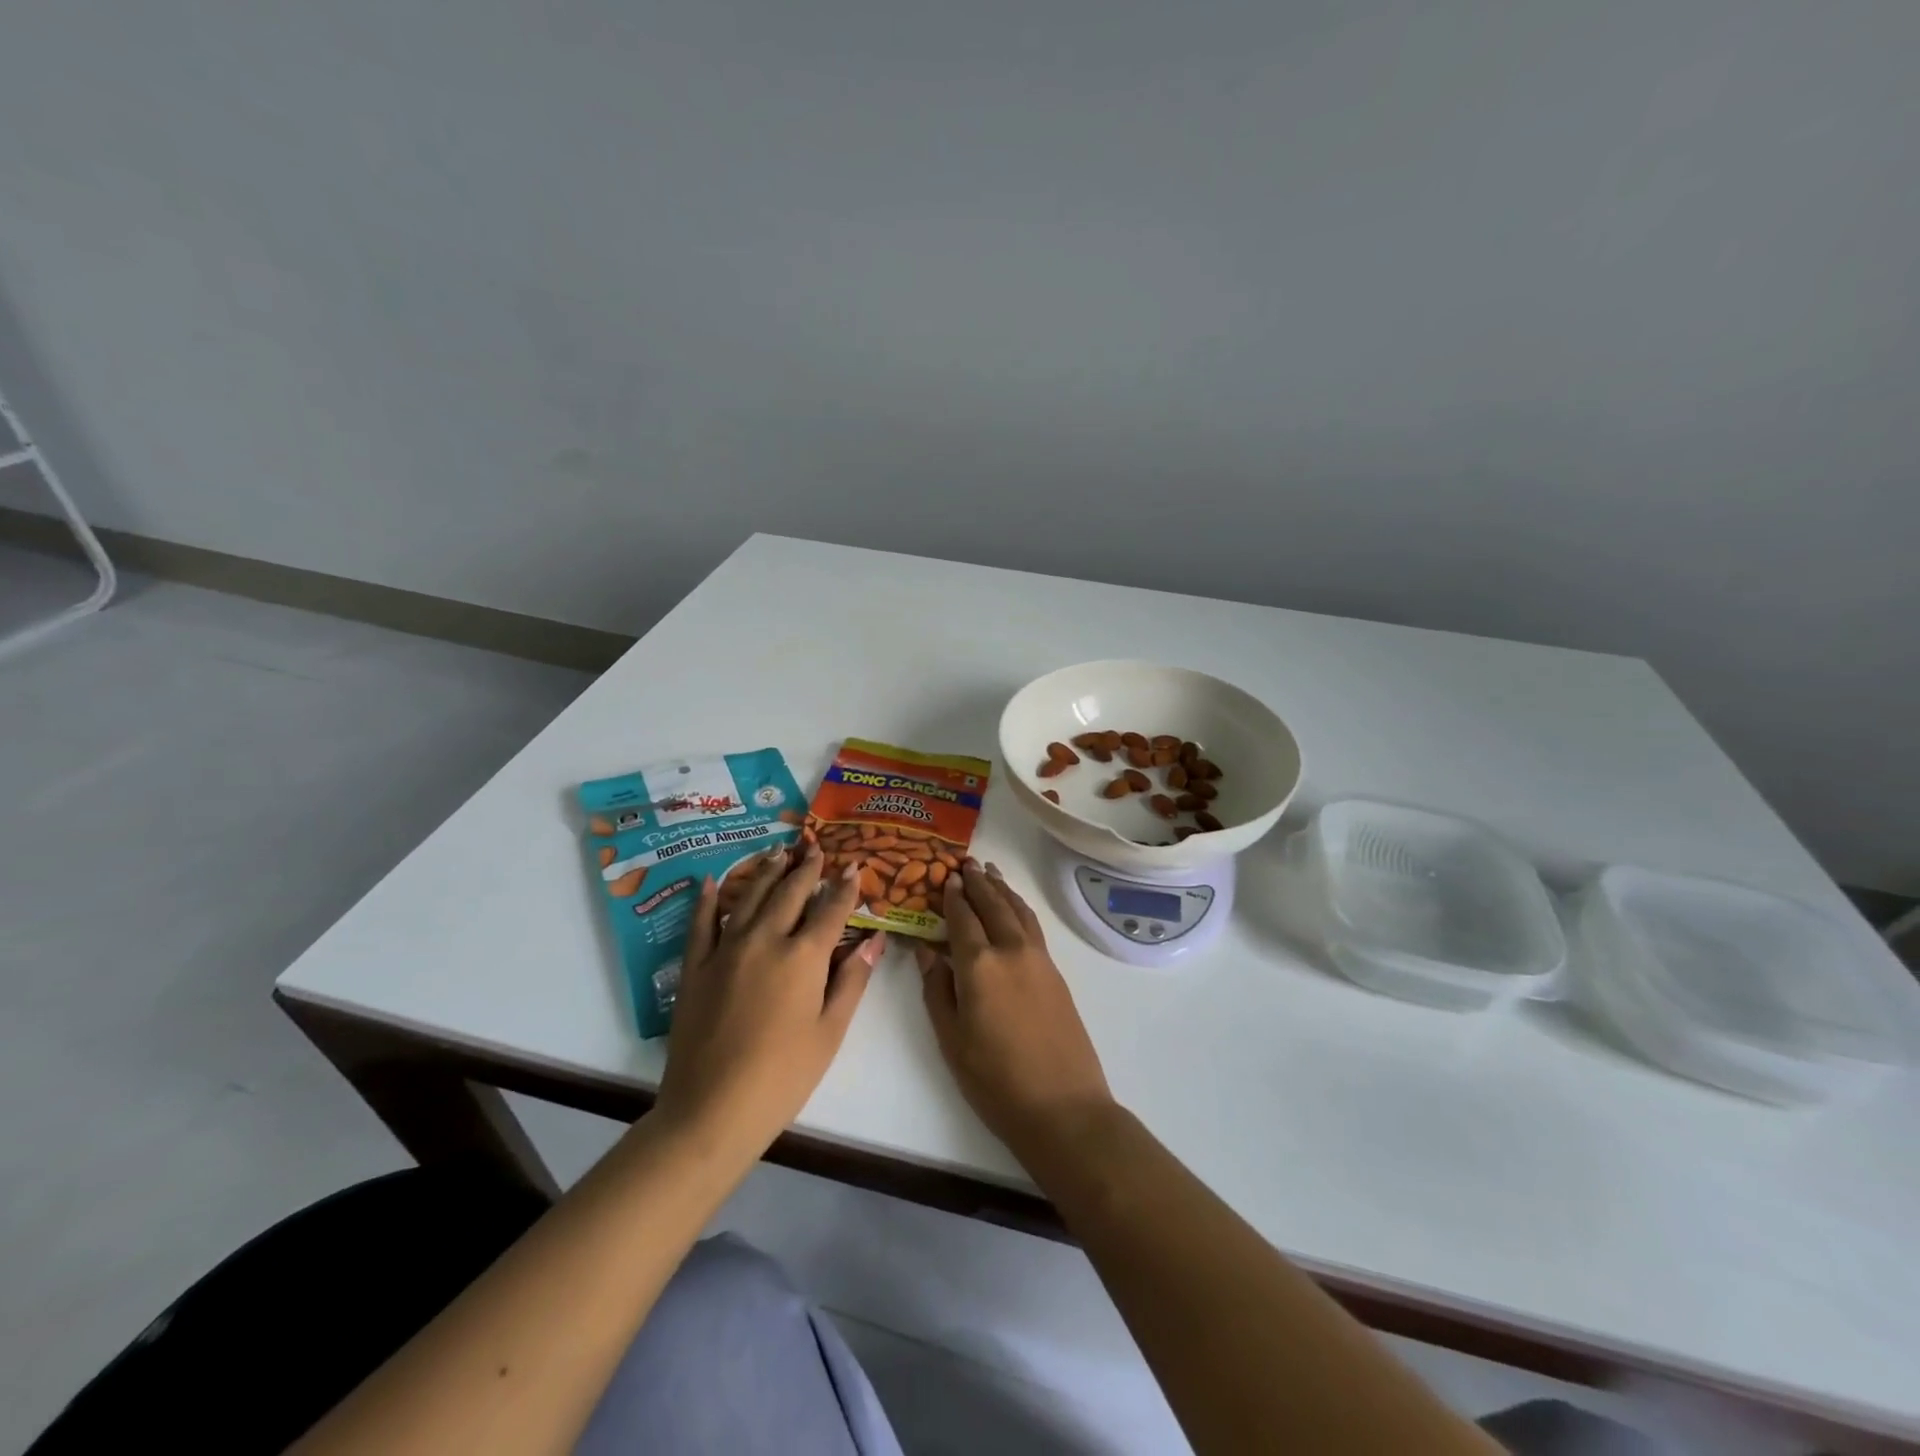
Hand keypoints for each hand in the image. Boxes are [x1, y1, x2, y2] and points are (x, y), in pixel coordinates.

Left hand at [654, 844, 886, 1158]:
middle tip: (815, 849)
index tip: (854, 866)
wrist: (712, 1109)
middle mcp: (765, 940)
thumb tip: (874, 940)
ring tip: (778, 852)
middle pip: (790, 893)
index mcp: (804, 956)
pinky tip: (710, 881)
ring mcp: (726, 950)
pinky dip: (707, 899)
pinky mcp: (695, 967)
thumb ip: (852, 980)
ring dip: (767, 872)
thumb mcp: (830, 1031)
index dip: (845, 887)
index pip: (831, 910)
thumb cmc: (783, 1076)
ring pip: (750, 897)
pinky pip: (701, 922)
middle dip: (806, 869)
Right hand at [914, 861, 1113, 1161]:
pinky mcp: (1055, 972)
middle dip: (978, 882)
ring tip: (990, 871)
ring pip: (1017, 910)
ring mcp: (1038, 959)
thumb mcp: (952, 1039)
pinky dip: (1020, 907)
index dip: (952, 896)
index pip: (962, 918)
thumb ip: (937, 990)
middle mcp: (1010, 950)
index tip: (945, 876)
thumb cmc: (996, 1080)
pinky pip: (1032, 925)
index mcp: (979, 965)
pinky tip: (1015, 907)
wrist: (1063, 1107)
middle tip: (966, 862)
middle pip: (992, 905)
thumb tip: (926, 951)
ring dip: (1002, 888)